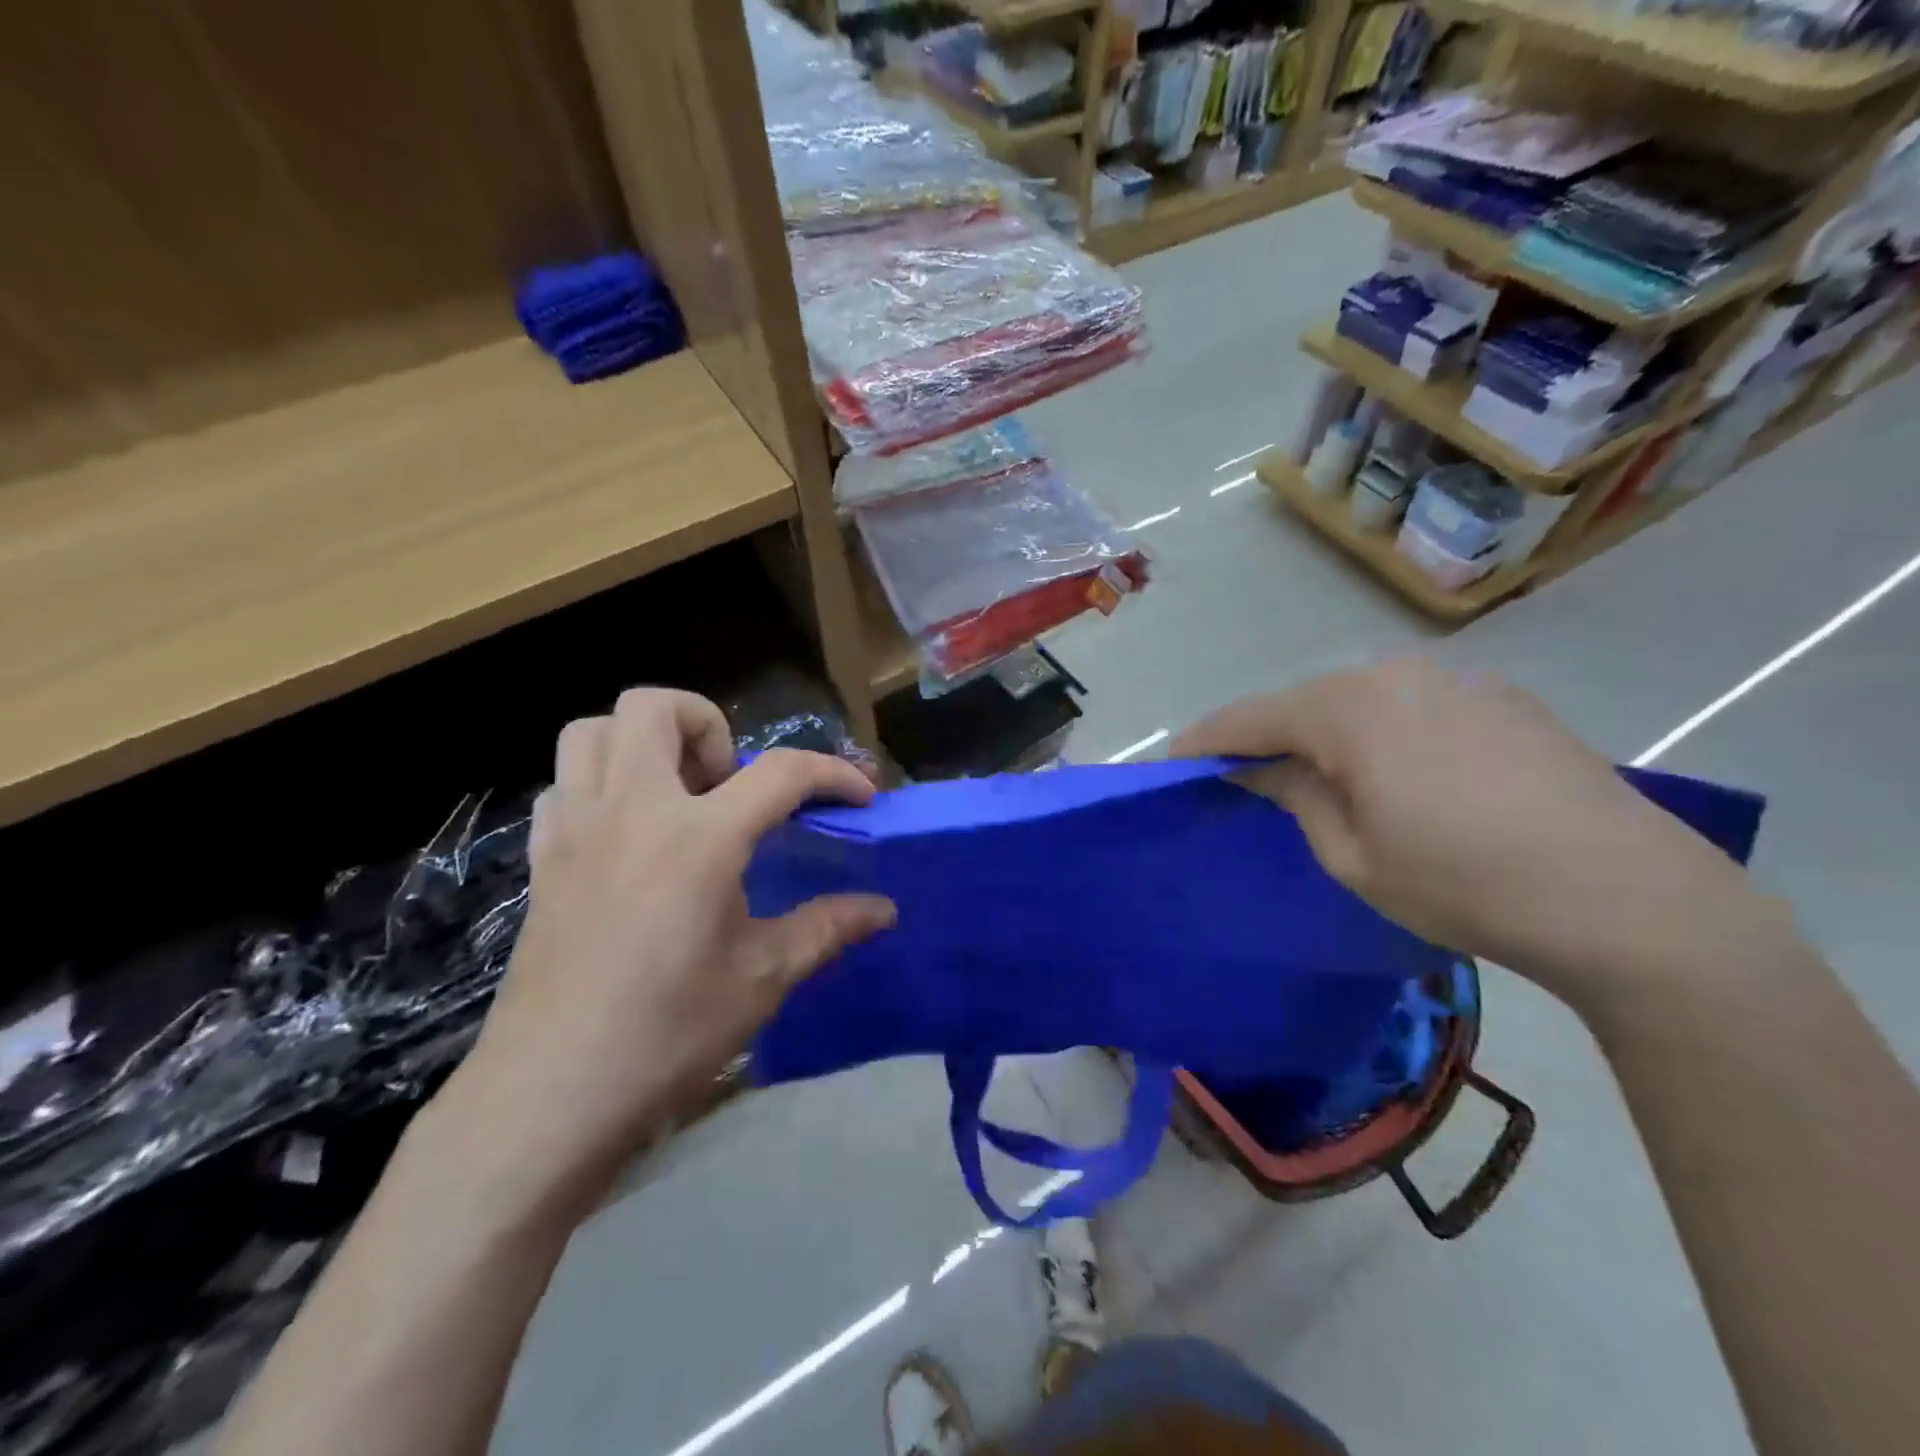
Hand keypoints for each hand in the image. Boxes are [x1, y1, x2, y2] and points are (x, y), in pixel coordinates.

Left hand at [449, 689, 893, 1196]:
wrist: (552, 1093)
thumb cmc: (669, 1032)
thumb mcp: (764, 977)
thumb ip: (828, 928)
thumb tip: (885, 909)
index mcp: (699, 837)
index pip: (781, 772)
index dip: (832, 773)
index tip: (860, 795)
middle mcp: (632, 811)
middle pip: (655, 707)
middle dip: (708, 724)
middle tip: (732, 783)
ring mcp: (576, 829)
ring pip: (593, 730)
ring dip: (642, 742)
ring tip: (679, 795)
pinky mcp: (542, 859)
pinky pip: (563, 785)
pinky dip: (599, 786)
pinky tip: (627, 835)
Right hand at [1172, 657, 1751, 1007]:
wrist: (1627, 897)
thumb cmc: (1462, 883)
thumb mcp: (1352, 855)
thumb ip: (1294, 797)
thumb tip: (1261, 769)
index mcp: (1346, 710)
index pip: (1248, 718)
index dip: (1204, 742)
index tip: (1172, 764)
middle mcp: (1394, 675)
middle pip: (1304, 702)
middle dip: (1267, 737)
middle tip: (1244, 777)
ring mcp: (1455, 680)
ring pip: (1360, 701)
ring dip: (1326, 734)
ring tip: (1321, 778)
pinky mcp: (1501, 698)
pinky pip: (1412, 706)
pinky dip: (1383, 733)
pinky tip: (1399, 774)